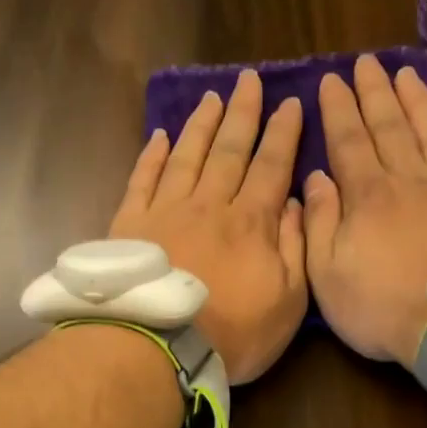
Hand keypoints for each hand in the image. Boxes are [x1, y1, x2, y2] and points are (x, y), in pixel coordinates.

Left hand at [110, 69, 306, 383]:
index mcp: (251, 222)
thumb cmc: (234, 333)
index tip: (291, 103)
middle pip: (229, 150)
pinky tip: (159, 136)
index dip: (283, 134)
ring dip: (202, 125)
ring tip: (213, 97)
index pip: (272, 166)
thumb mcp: (288, 301)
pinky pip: (143, 179)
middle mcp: (209, 204)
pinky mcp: (130, 225)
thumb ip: (296, 249)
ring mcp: (166, 211)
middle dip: (243, 113)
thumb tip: (296, 203)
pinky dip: (152, 155)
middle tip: (250, 79)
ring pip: (187, 155)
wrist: (159, 348)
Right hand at [304, 55, 426, 367]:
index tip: (331, 80)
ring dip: (418, 101)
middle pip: (390, 126)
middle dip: (375, 92)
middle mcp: (411, 179)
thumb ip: (318, 224)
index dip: (338, 109)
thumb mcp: (328, 276)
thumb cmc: (383, 308)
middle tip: (366, 62)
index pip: (348, 141)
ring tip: (406, 74)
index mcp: (368, 196)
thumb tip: (315, 179)